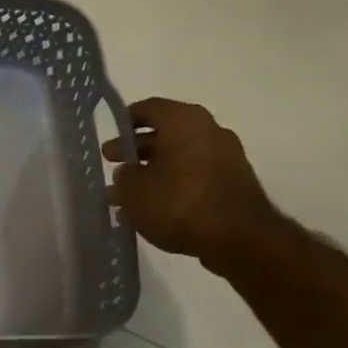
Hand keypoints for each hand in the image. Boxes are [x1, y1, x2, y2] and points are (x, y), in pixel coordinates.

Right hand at [103, 98, 282, 272]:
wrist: (238, 238)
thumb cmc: (179, 202)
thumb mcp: (134, 190)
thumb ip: (123, 177)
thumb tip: (127, 174)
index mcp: (184, 121)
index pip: (148, 108)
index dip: (124, 121)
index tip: (109, 136)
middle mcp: (208, 131)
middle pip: (163, 135)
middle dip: (135, 152)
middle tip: (112, 166)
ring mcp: (224, 158)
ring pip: (176, 160)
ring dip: (150, 174)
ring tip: (124, 197)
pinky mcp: (231, 184)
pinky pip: (191, 178)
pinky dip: (169, 188)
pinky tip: (149, 210)